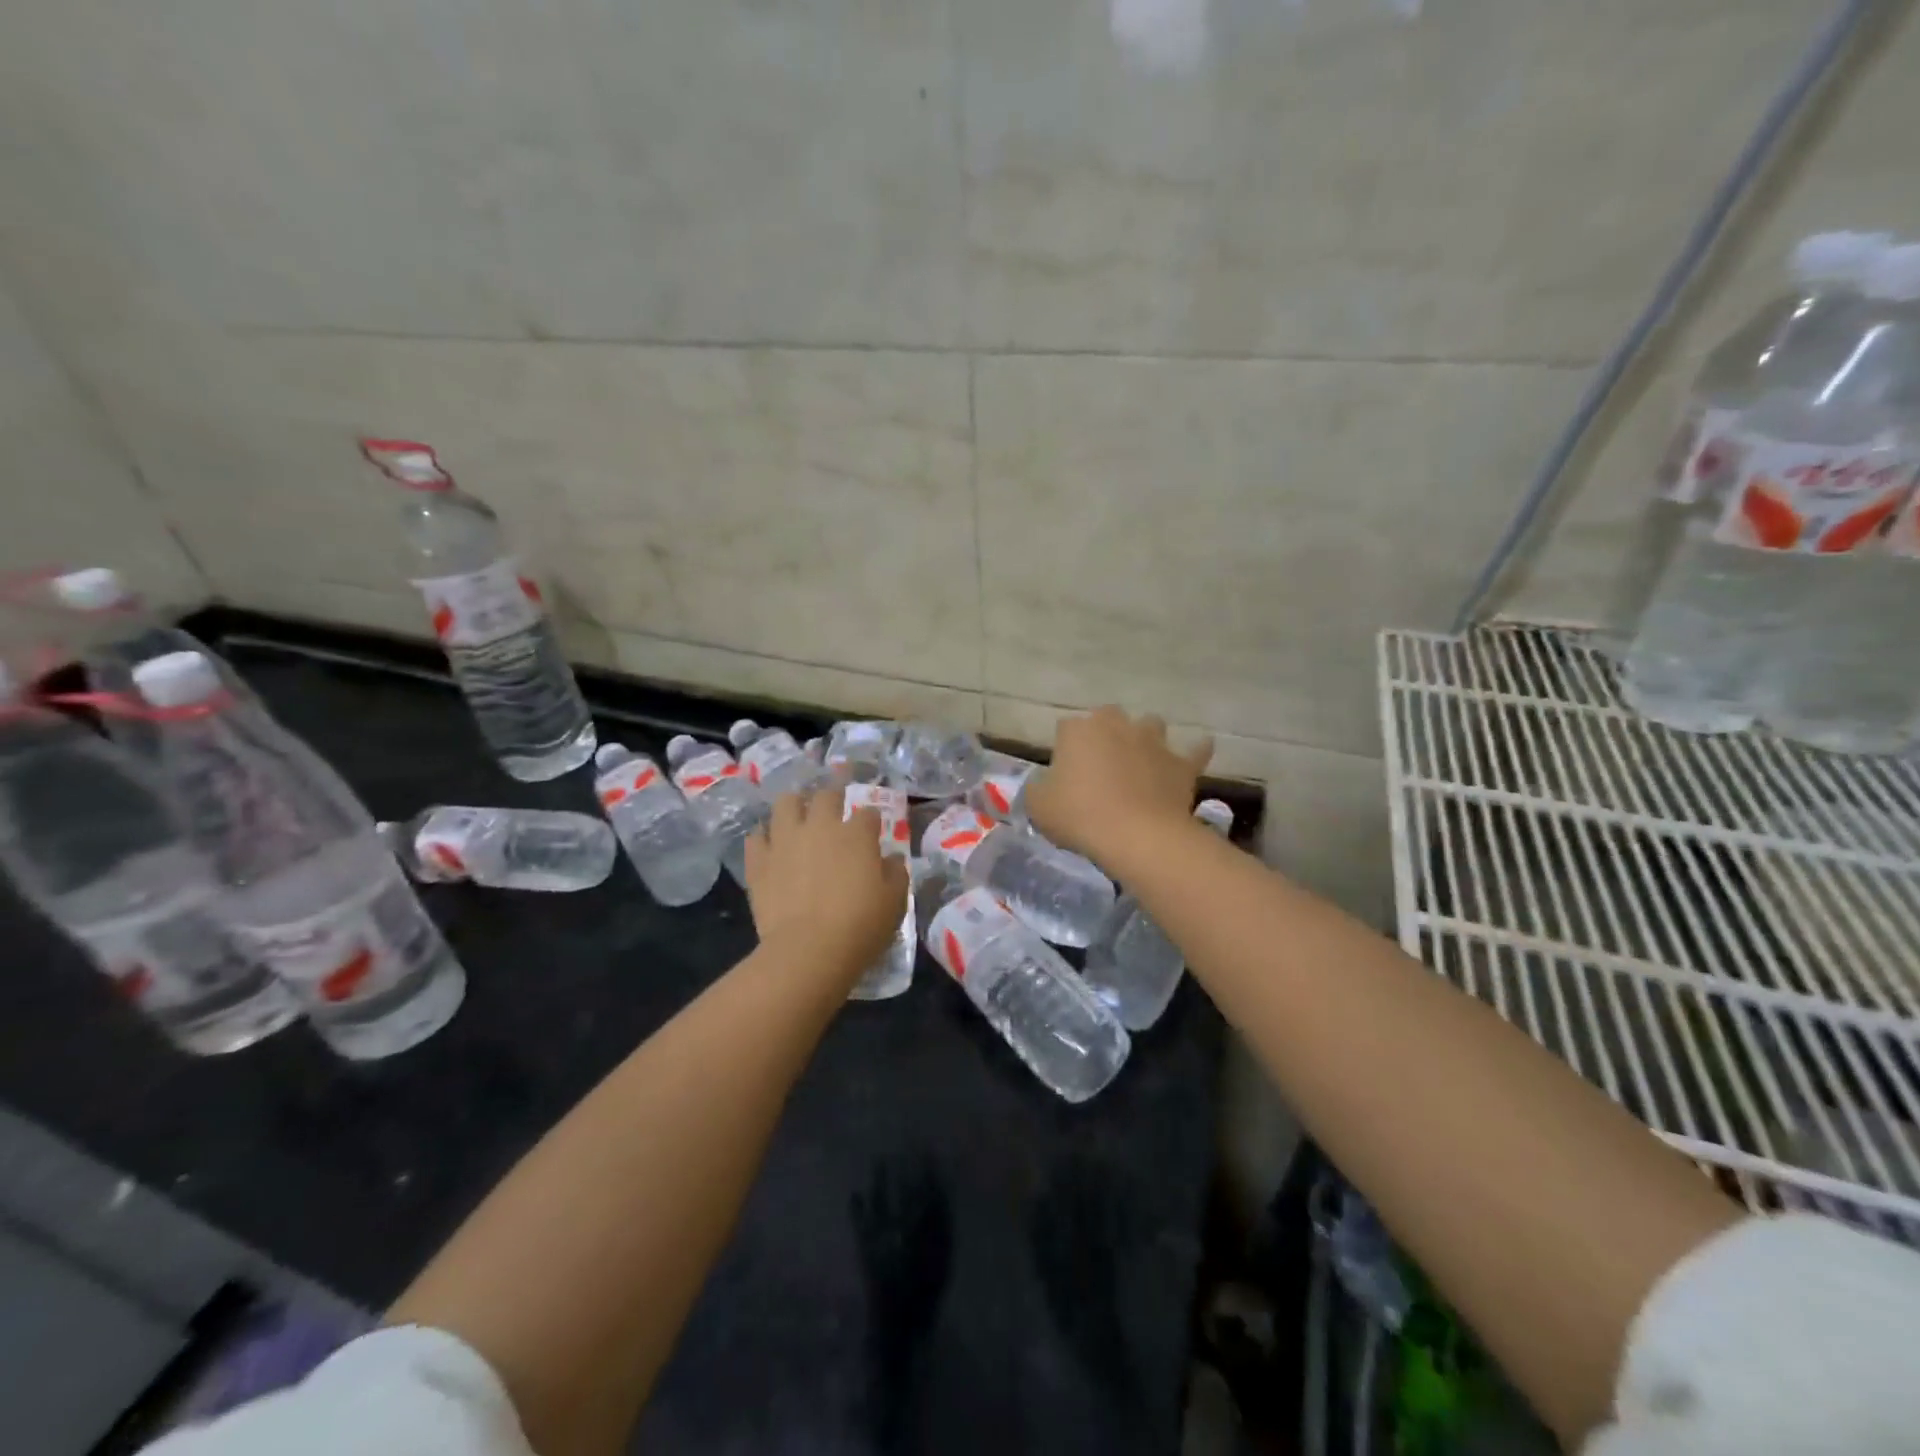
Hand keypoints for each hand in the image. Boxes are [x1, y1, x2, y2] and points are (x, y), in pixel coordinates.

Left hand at [744, 783, 909, 978]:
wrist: (809, 950)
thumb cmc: (860, 926)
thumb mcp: (895, 902)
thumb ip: (895, 874)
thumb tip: (891, 859)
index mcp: (857, 834)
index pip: (868, 813)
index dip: (871, 820)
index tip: (872, 830)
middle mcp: (820, 826)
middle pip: (826, 795)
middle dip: (833, 798)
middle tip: (835, 811)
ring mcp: (786, 840)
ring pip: (786, 803)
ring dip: (795, 806)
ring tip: (798, 817)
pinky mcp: (759, 861)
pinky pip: (756, 837)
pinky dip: (764, 838)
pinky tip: (770, 846)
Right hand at [1023, 707, 1212, 867]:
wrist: (1138, 836)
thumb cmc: (1080, 816)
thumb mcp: (1038, 806)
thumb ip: (1038, 788)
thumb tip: (1046, 784)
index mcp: (1078, 730)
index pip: (1066, 728)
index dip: (1065, 750)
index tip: (1064, 774)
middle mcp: (1117, 725)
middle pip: (1108, 717)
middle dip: (1105, 734)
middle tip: (1100, 765)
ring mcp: (1153, 741)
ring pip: (1150, 725)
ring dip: (1145, 738)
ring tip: (1141, 760)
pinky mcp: (1181, 764)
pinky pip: (1195, 751)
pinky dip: (1195, 751)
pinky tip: (1198, 750)